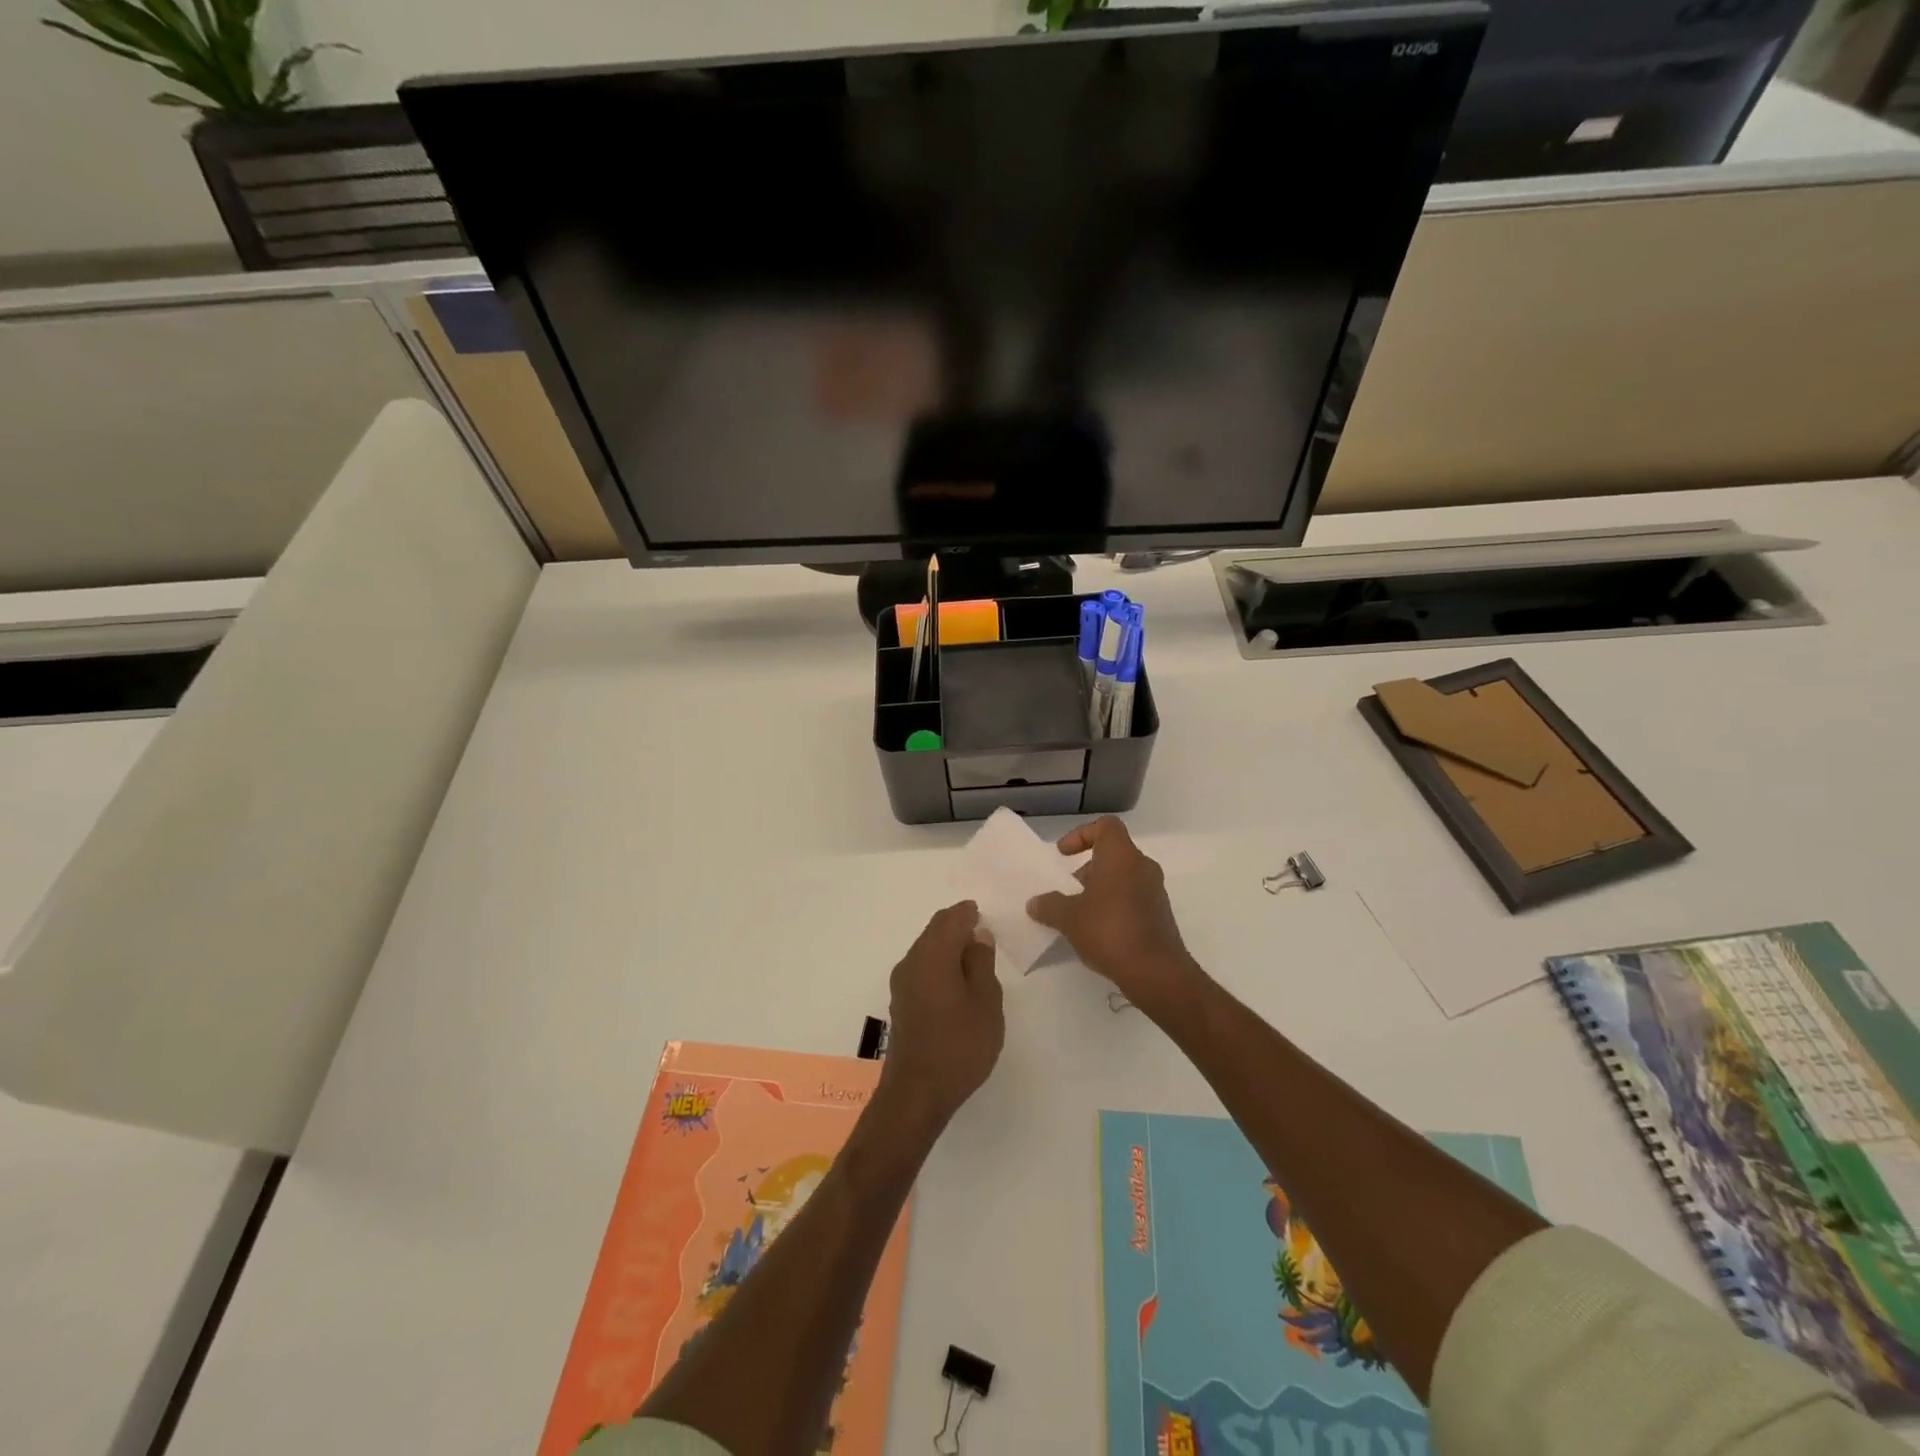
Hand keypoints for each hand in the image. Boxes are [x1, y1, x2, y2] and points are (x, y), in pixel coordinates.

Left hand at [878, 902, 1003, 1128]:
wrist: (916, 1094)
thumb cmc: (959, 1046)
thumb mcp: (986, 1003)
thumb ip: (982, 963)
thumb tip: (978, 936)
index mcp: (933, 955)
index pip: (951, 918)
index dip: (969, 913)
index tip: (986, 915)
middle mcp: (911, 961)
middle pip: (935, 930)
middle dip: (958, 926)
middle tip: (983, 934)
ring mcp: (902, 983)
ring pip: (927, 949)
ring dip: (948, 946)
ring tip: (975, 960)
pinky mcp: (901, 1002)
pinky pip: (922, 968)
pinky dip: (939, 964)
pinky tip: (956, 982)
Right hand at [1027, 817, 1202, 1015]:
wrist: (1156, 972)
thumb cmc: (1110, 931)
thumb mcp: (1069, 918)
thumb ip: (1050, 905)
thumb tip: (1035, 903)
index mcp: (1122, 856)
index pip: (1106, 826)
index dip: (1081, 834)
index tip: (1063, 854)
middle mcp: (1142, 867)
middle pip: (1113, 853)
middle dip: (1087, 867)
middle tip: (1068, 889)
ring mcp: (1155, 891)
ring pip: (1123, 877)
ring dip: (1100, 888)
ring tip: (1079, 913)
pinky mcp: (1160, 915)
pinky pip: (1132, 898)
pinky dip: (1114, 905)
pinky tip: (1098, 931)